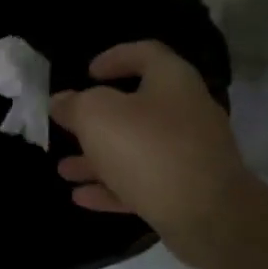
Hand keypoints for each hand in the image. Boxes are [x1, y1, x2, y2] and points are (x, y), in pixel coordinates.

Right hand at [51, 41, 249, 266]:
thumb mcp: (97, 116)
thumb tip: (60, 101)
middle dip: (97, 120)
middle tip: (69, 126)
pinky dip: (113, 186)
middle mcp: (186, 112)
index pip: (145, 53)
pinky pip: (144, 182)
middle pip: (138, 107)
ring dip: (98, 159)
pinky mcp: (188, 191)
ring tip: (64, 169)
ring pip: (137, 149)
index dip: (115, 57)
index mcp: (172, 81)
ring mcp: (190, 154)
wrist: (207, 215)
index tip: (88, 73)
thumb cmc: (148, 148)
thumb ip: (75, 105)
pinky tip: (81, 197)